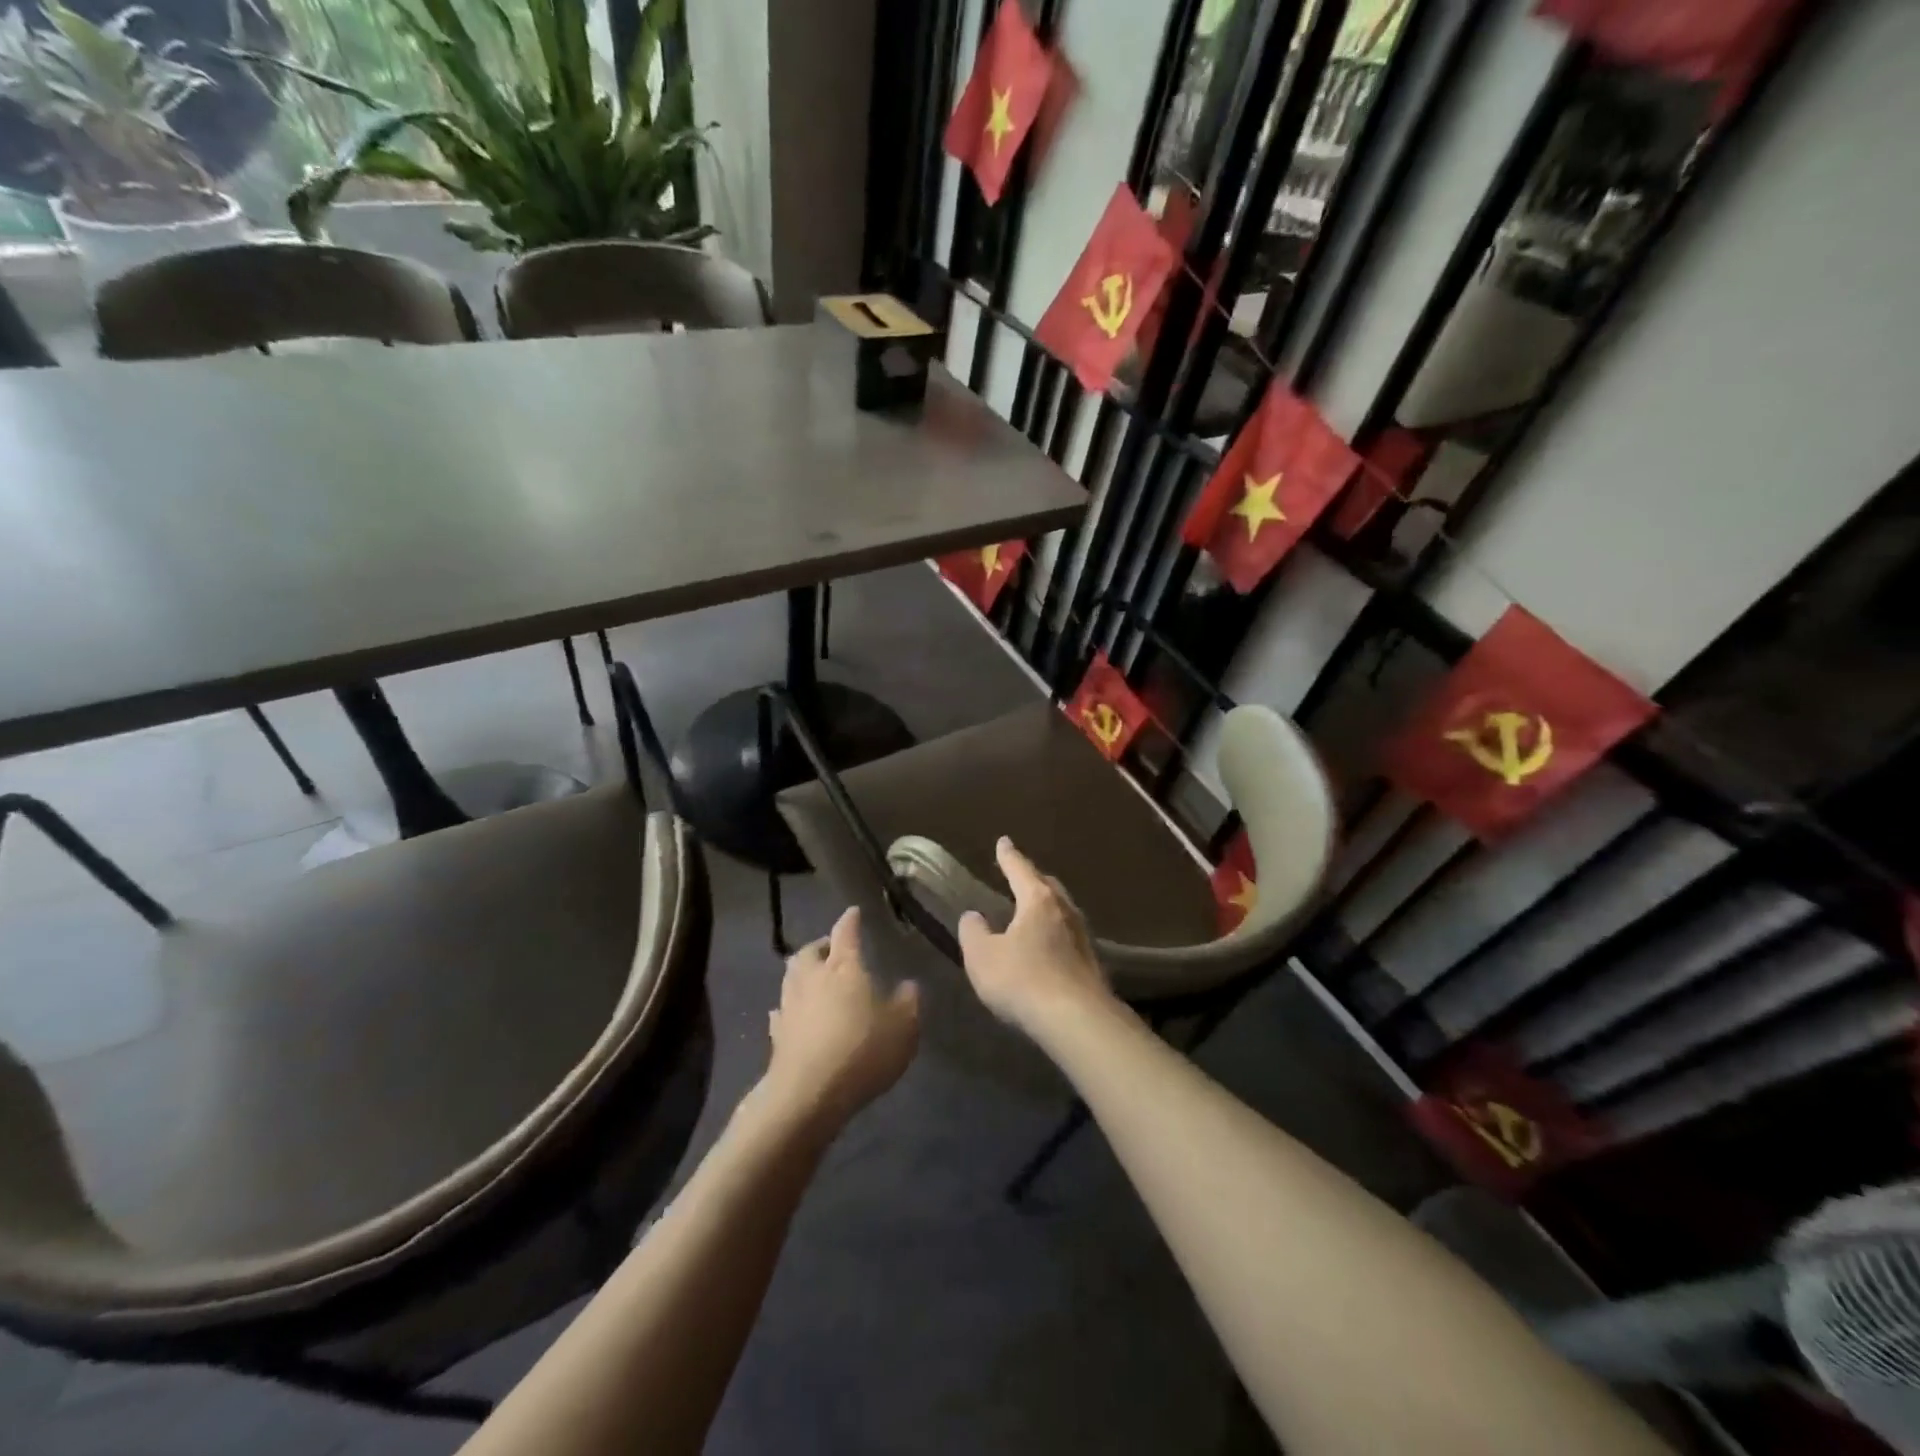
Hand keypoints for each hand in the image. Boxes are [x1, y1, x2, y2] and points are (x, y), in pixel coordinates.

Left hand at [763, 907, 919, 1128]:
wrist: (809, 1094)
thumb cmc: (862, 1051)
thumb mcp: (903, 1027)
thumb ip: (908, 1002)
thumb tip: (908, 984)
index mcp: (844, 967)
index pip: (846, 932)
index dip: (851, 920)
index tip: (854, 911)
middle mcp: (813, 978)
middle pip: (810, 951)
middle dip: (821, 945)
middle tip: (831, 948)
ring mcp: (790, 1005)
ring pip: (792, 976)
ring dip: (803, 971)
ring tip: (814, 976)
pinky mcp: (777, 1034)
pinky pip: (782, 1010)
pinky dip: (789, 1006)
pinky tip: (794, 1012)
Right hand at [957, 837, 1112, 1037]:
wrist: (1077, 1019)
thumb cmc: (1023, 980)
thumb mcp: (982, 957)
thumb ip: (973, 932)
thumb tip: (974, 916)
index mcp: (1038, 900)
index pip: (1020, 869)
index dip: (1008, 856)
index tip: (1003, 842)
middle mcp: (1064, 910)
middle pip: (1047, 885)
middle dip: (1032, 878)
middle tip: (1020, 876)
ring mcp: (1083, 936)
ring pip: (1062, 909)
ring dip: (1047, 905)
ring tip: (1033, 909)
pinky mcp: (1092, 962)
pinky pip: (1069, 934)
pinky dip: (1055, 931)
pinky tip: (1049, 944)